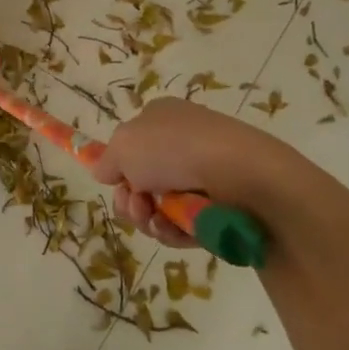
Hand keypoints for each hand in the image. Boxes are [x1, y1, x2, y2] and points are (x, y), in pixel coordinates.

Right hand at [94, 97, 321, 245]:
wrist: (241, 174)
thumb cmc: (174, 148)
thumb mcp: (123, 145)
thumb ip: (107, 160)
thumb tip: (106, 172)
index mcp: (160, 118)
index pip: (130, 144)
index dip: (119, 166)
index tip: (115, 182)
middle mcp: (181, 143)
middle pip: (141, 181)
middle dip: (131, 199)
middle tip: (136, 205)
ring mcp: (202, 175)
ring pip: (160, 207)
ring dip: (148, 218)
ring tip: (156, 220)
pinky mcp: (218, 206)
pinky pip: (184, 224)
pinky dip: (174, 231)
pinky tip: (175, 230)